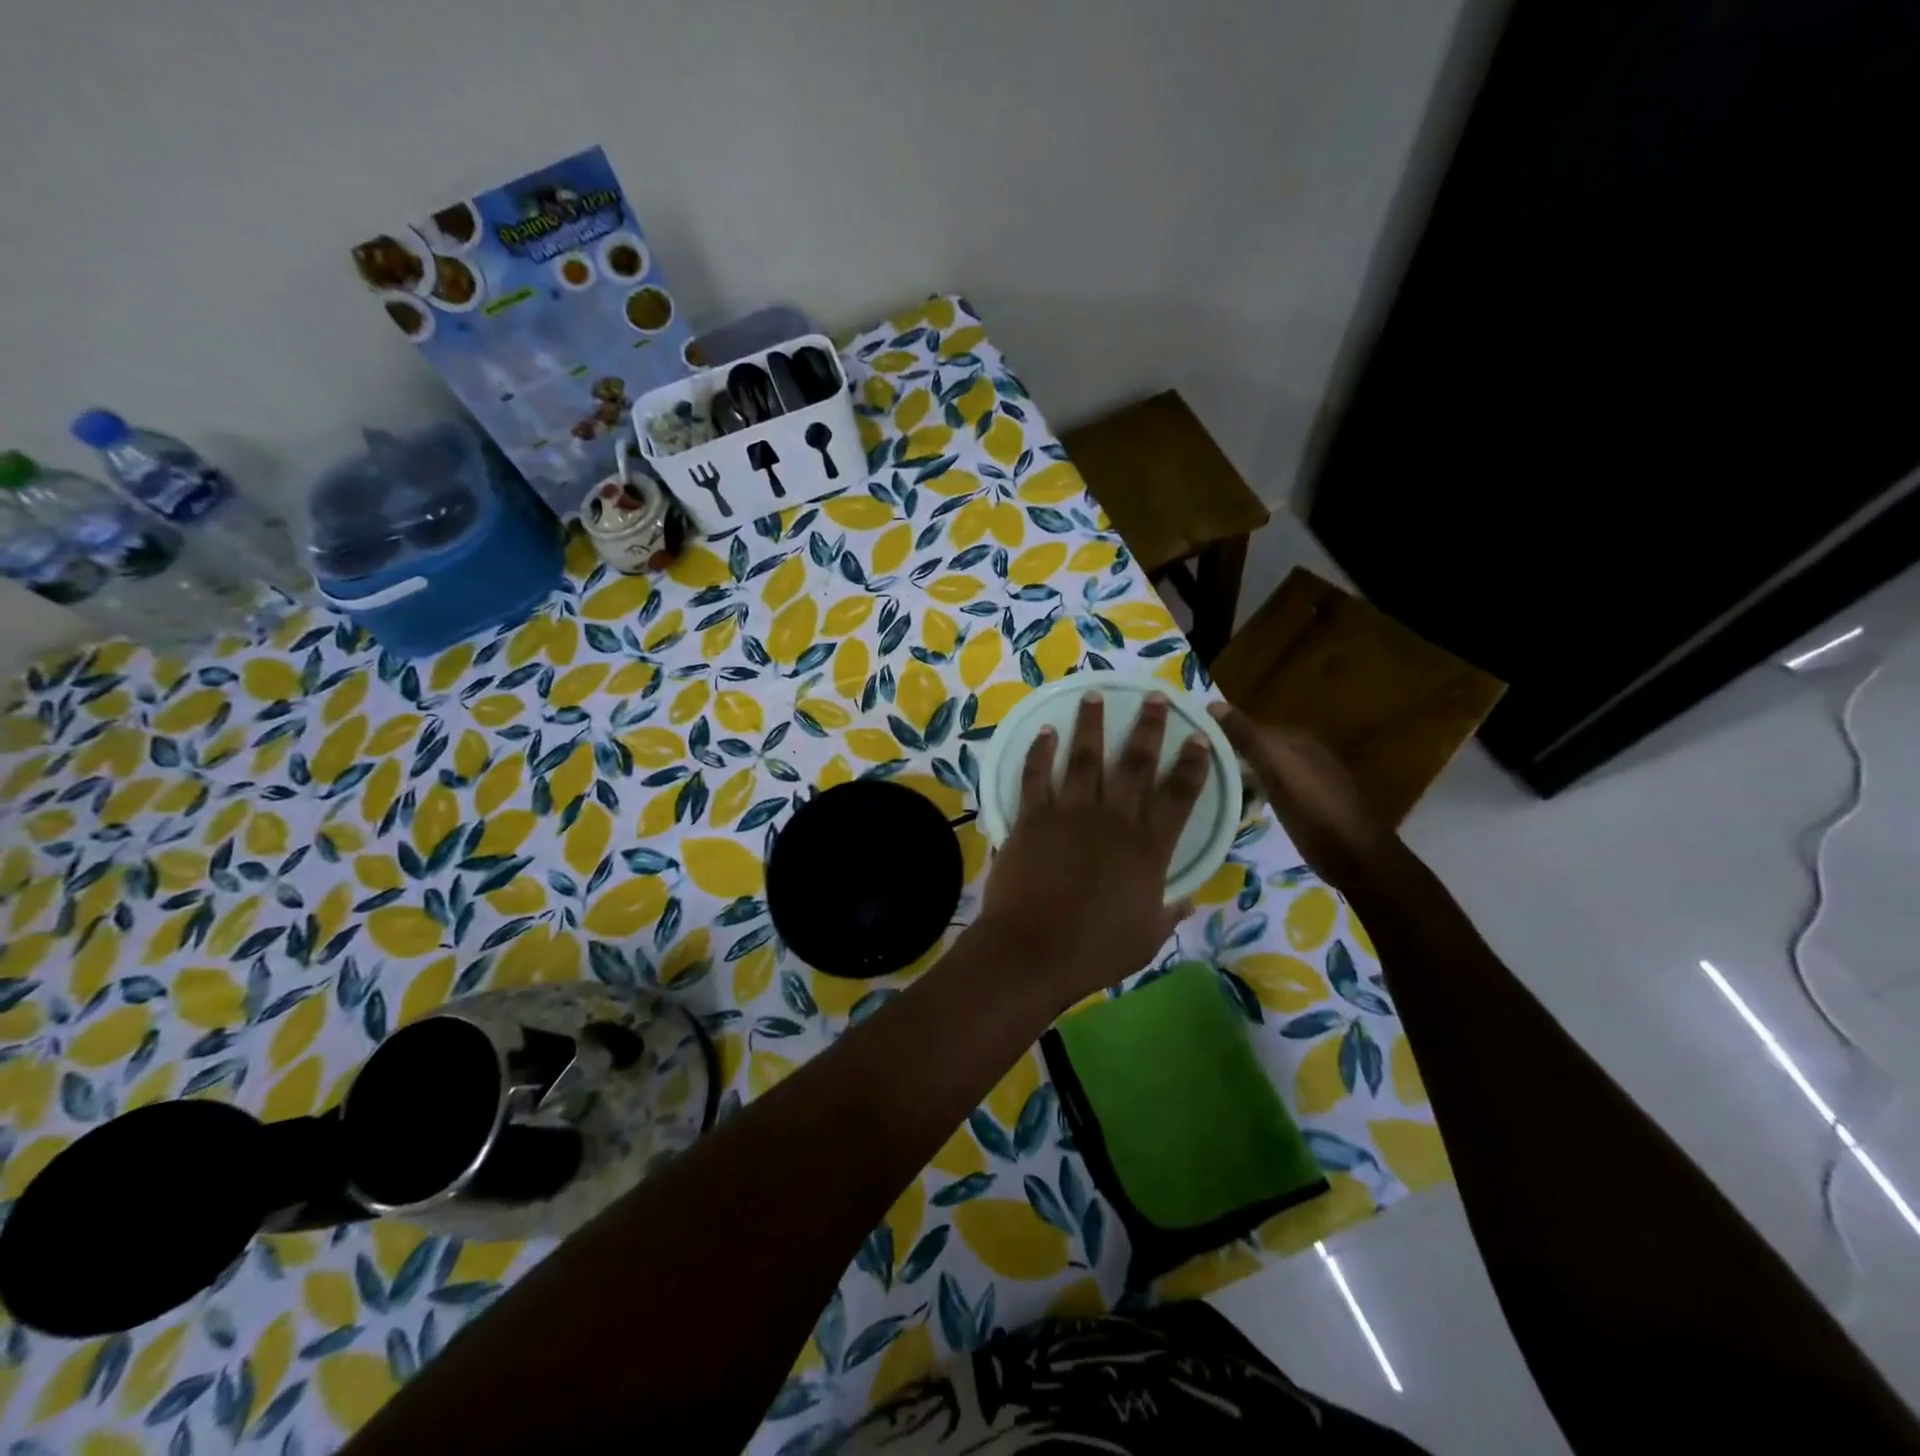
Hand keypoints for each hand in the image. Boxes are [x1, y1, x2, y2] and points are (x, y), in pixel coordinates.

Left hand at [977, 691, 1209, 1007]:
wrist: (1033, 950)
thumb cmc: (1095, 950)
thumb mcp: (1147, 938)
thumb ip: (1168, 912)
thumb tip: (1188, 899)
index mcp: (1148, 848)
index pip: (1178, 796)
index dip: (1191, 764)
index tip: (1198, 736)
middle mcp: (1113, 820)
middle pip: (1135, 764)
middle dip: (1147, 727)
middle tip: (1153, 697)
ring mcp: (1069, 814)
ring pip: (1084, 758)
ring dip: (1090, 725)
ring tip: (1093, 696)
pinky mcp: (1032, 818)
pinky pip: (1036, 776)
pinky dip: (1040, 752)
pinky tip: (1045, 732)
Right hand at [1208, 703, 1395, 892]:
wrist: (1352, 854)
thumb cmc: (1312, 807)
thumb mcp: (1275, 767)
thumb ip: (1246, 736)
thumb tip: (1213, 703)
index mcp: (1297, 739)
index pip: (1251, 727)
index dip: (1223, 734)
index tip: (1192, 747)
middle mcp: (1303, 754)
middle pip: (1257, 749)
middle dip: (1230, 756)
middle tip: (1195, 769)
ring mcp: (1306, 781)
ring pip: (1262, 770)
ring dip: (1239, 776)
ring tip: (1209, 786)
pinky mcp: (1305, 806)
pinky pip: (1269, 790)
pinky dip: (1252, 793)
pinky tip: (1238, 804)